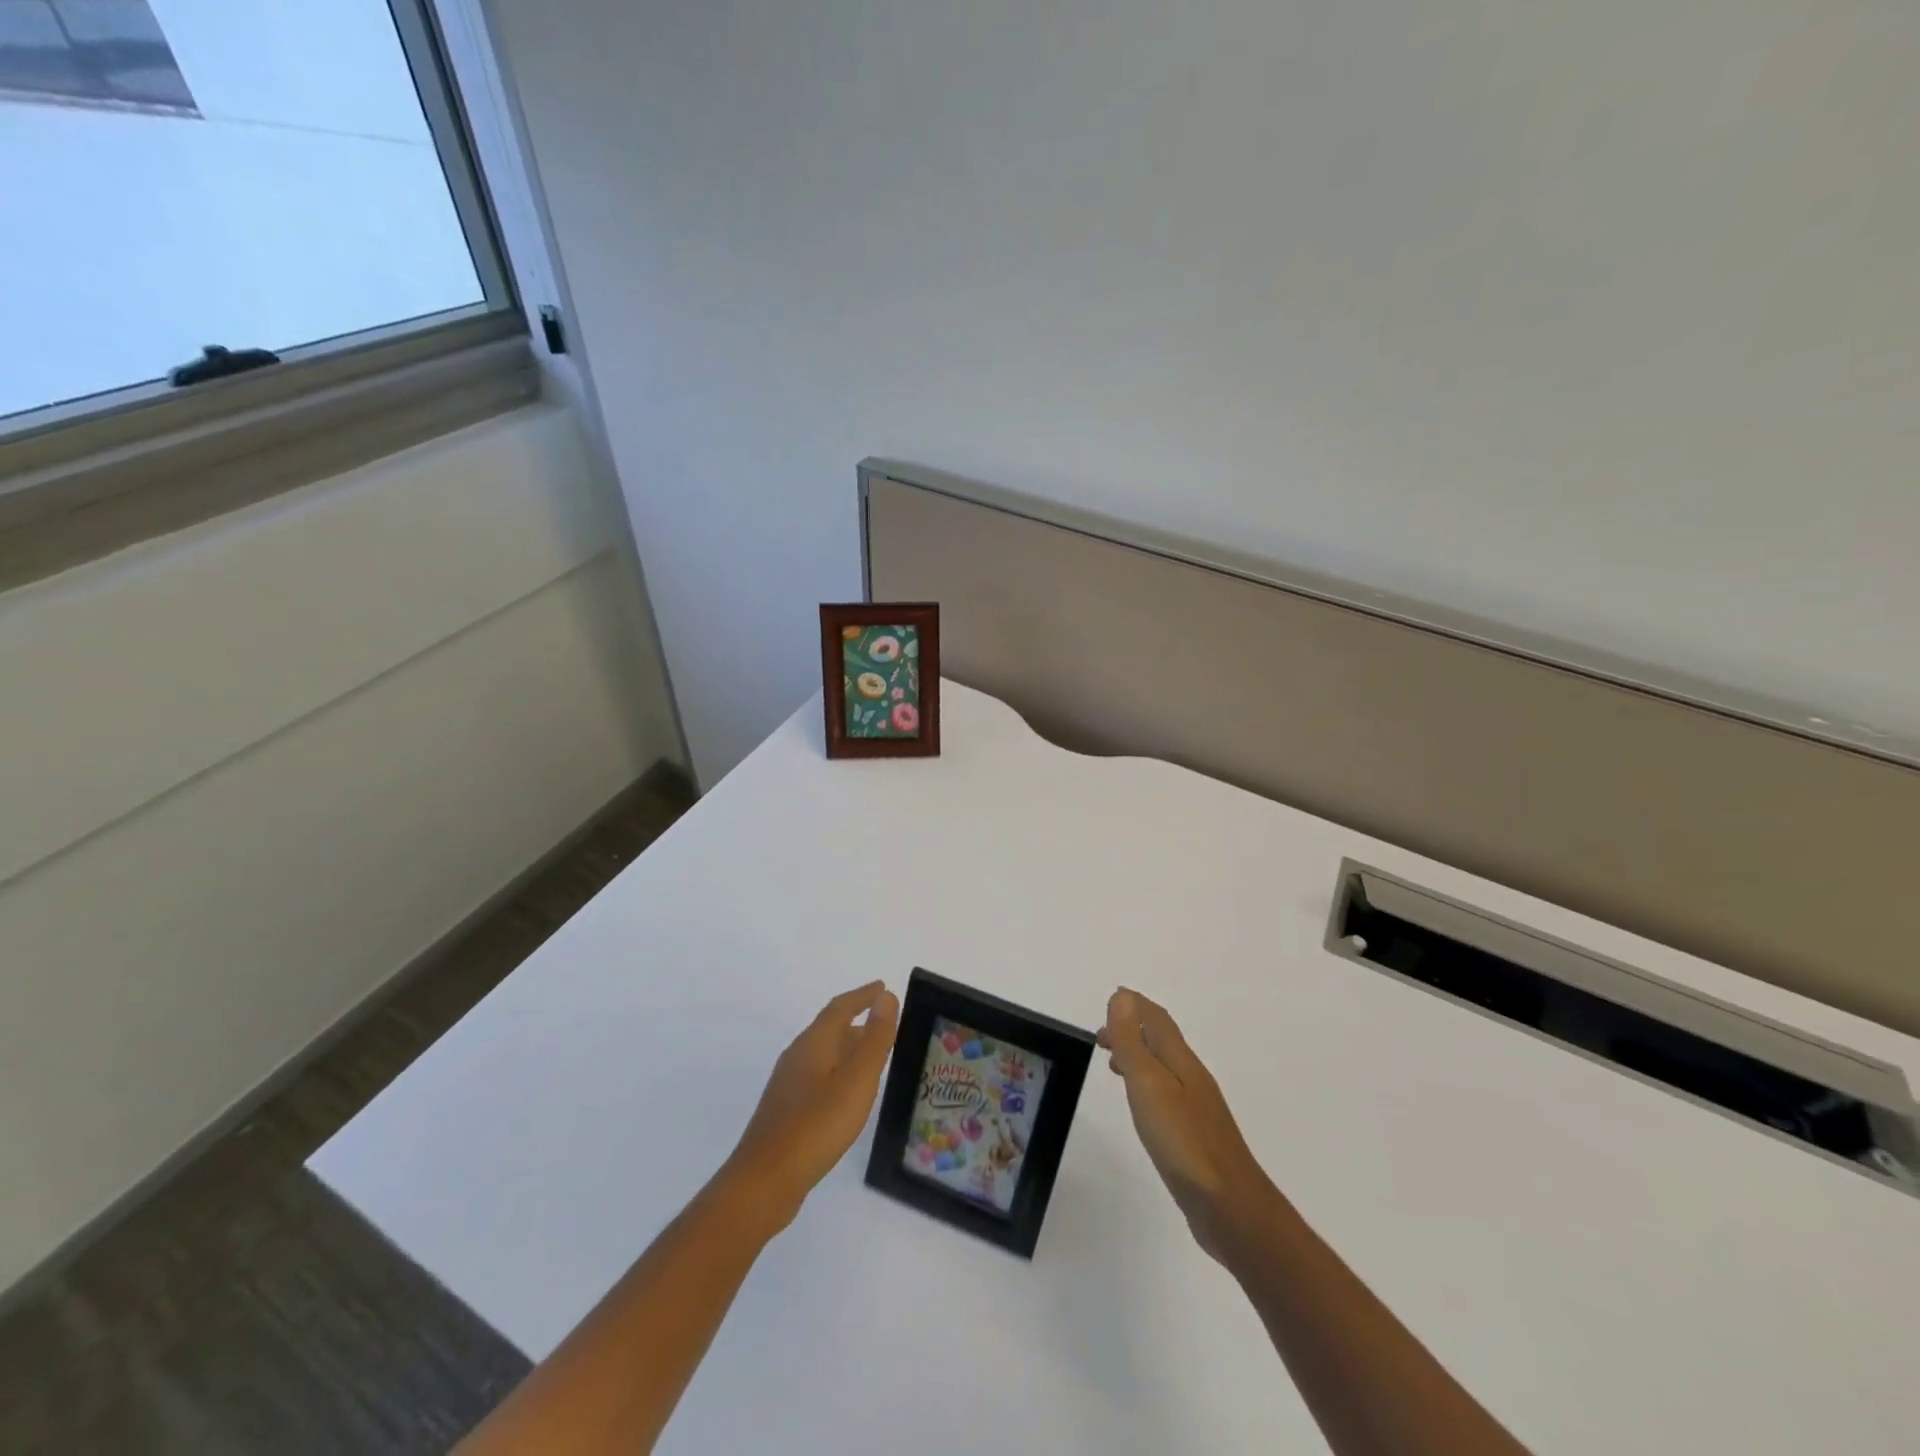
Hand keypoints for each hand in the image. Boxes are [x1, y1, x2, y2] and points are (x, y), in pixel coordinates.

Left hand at [723, 981, 899, 1231]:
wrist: (765, 1181)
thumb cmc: (817, 1125)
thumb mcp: (857, 1079)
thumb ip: (874, 1038)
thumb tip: (886, 997)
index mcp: (814, 1042)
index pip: (841, 1007)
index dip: (863, 996)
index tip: (883, 988)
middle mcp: (798, 1055)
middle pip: (831, 1029)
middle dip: (858, 1023)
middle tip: (887, 1025)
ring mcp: (788, 1084)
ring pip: (824, 1054)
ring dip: (848, 1049)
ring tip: (873, 1058)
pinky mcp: (786, 1110)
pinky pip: (818, 1076)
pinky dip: (838, 1072)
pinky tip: (847, 1095)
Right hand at [1099, 987, 1275, 1262]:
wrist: (1232, 1209)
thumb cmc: (1184, 1142)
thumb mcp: (1149, 1086)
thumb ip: (1133, 1042)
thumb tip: (1122, 997)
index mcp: (1181, 1062)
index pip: (1157, 1020)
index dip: (1135, 1005)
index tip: (1111, 997)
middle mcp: (1191, 1078)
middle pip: (1161, 1041)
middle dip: (1133, 1029)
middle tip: (1101, 1034)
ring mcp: (1197, 1109)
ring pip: (1163, 1068)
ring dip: (1138, 1056)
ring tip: (1112, 1063)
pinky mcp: (1195, 1137)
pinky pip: (1166, 1095)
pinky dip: (1146, 1085)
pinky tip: (1141, 1106)